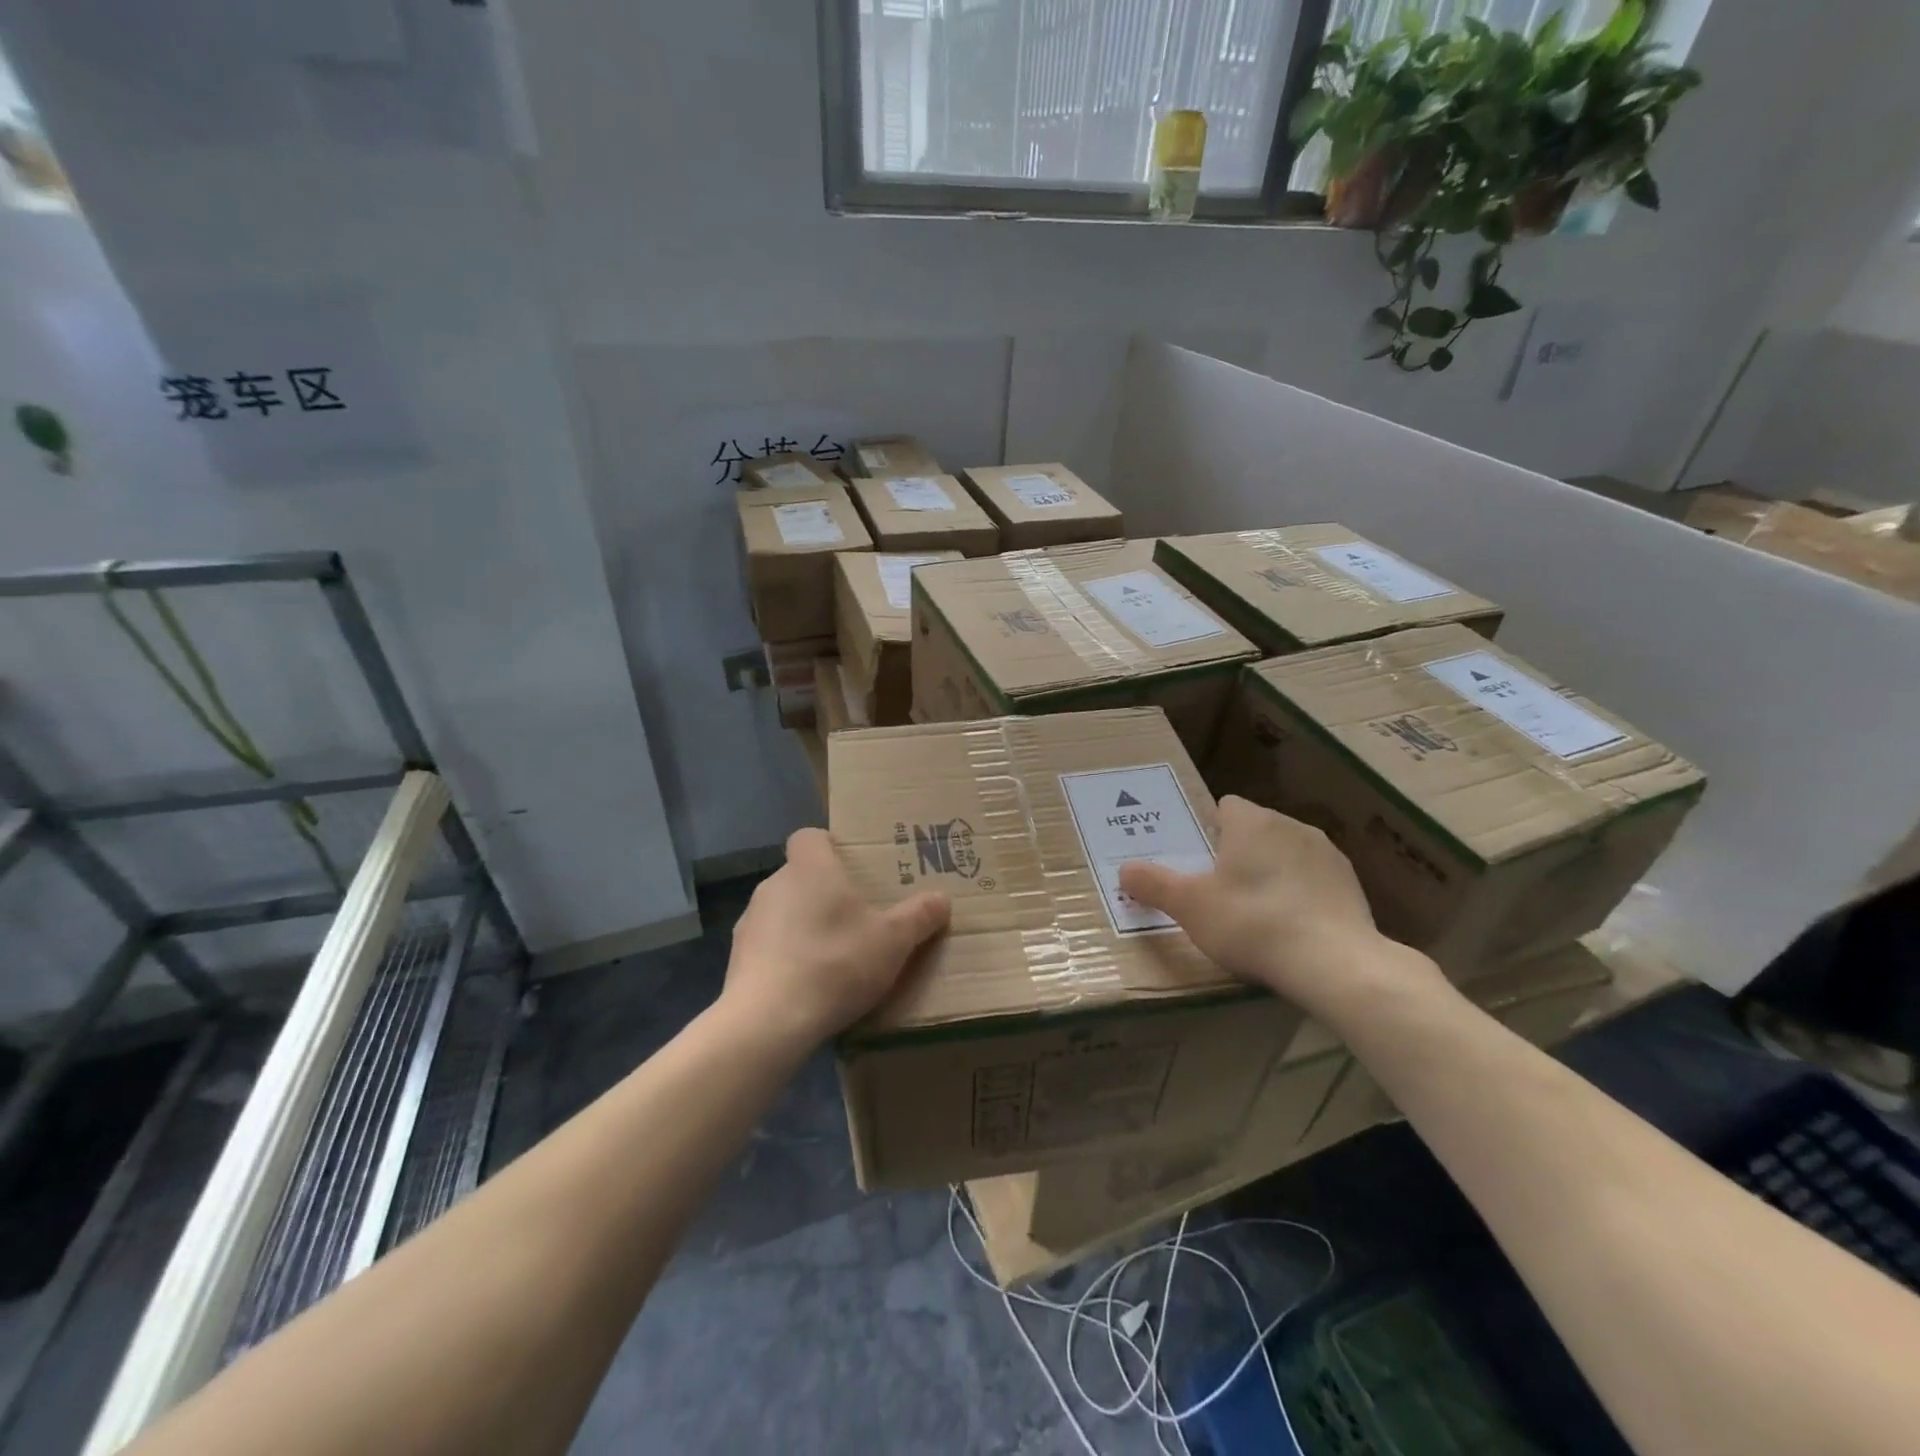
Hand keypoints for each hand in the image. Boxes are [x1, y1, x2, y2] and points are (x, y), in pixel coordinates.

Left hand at [723, 828, 950, 1048]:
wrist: (767, 1021)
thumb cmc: (835, 963)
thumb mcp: (892, 942)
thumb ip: (918, 917)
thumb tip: (942, 899)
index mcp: (810, 868)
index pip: (810, 836)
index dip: (829, 846)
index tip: (852, 867)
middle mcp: (774, 884)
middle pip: (800, 874)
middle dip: (824, 890)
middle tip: (856, 915)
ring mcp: (750, 921)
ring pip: (782, 910)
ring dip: (803, 924)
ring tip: (832, 955)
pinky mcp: (736, 958)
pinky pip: (768, 944)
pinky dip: (785, 955)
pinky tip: (805, 983)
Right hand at [1118, 796, 1444, 1021]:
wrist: (1334, 963)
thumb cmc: (1251, 922)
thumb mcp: (1189, 906)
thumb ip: (1153, 884)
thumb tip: (1124, 870)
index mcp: (1252, 822)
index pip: (1225, 807)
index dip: (1208, 830)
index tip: (1198, 861)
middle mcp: (1291, 826)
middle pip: (1255, 830)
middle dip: (1238, 853)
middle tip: (1218, 891)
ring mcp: (1327, 854)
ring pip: (1286, 853)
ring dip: (1272, 872)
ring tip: (1256, 913)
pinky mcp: (1352, 885)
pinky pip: (1314, 880)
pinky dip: (1301, 895)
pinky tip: (1292, 928)